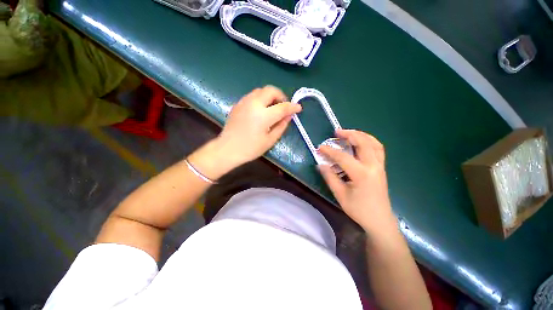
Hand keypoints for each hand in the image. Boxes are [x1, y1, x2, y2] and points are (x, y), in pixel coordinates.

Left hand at [217, 86, 301, 166]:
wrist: (227, 149)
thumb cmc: (250, 148)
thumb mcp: (270, 140)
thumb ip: (281, 126)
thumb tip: (289, 116)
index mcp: (263, 115)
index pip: (282, 107)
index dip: (292, 107)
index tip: (298, 108)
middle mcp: (253, 104)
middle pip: (271, 90)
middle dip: (280, 96)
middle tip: (283, 106)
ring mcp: (244, 102)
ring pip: (261, 90)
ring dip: (270, 96)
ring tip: (273, 107)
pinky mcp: (238, 104)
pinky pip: (253, 95)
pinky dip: (261, 99)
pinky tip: (261, 110)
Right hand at [318, 130, 396, 233]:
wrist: (380, 220)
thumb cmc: (359, 209)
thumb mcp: (340, 195)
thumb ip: (330, 177)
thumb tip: (321, 164)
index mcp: (362, 174)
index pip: (343, 157)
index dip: (330, 151)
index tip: (320, 147)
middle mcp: (373, 166)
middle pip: (363, 143)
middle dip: (349, 134)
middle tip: (337, 131)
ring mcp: (380, 166)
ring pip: (374, 143)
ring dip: (361, 135)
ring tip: (349, 132)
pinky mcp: (381, 168)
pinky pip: (378, 149)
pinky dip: (369, 141)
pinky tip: (361, 142)